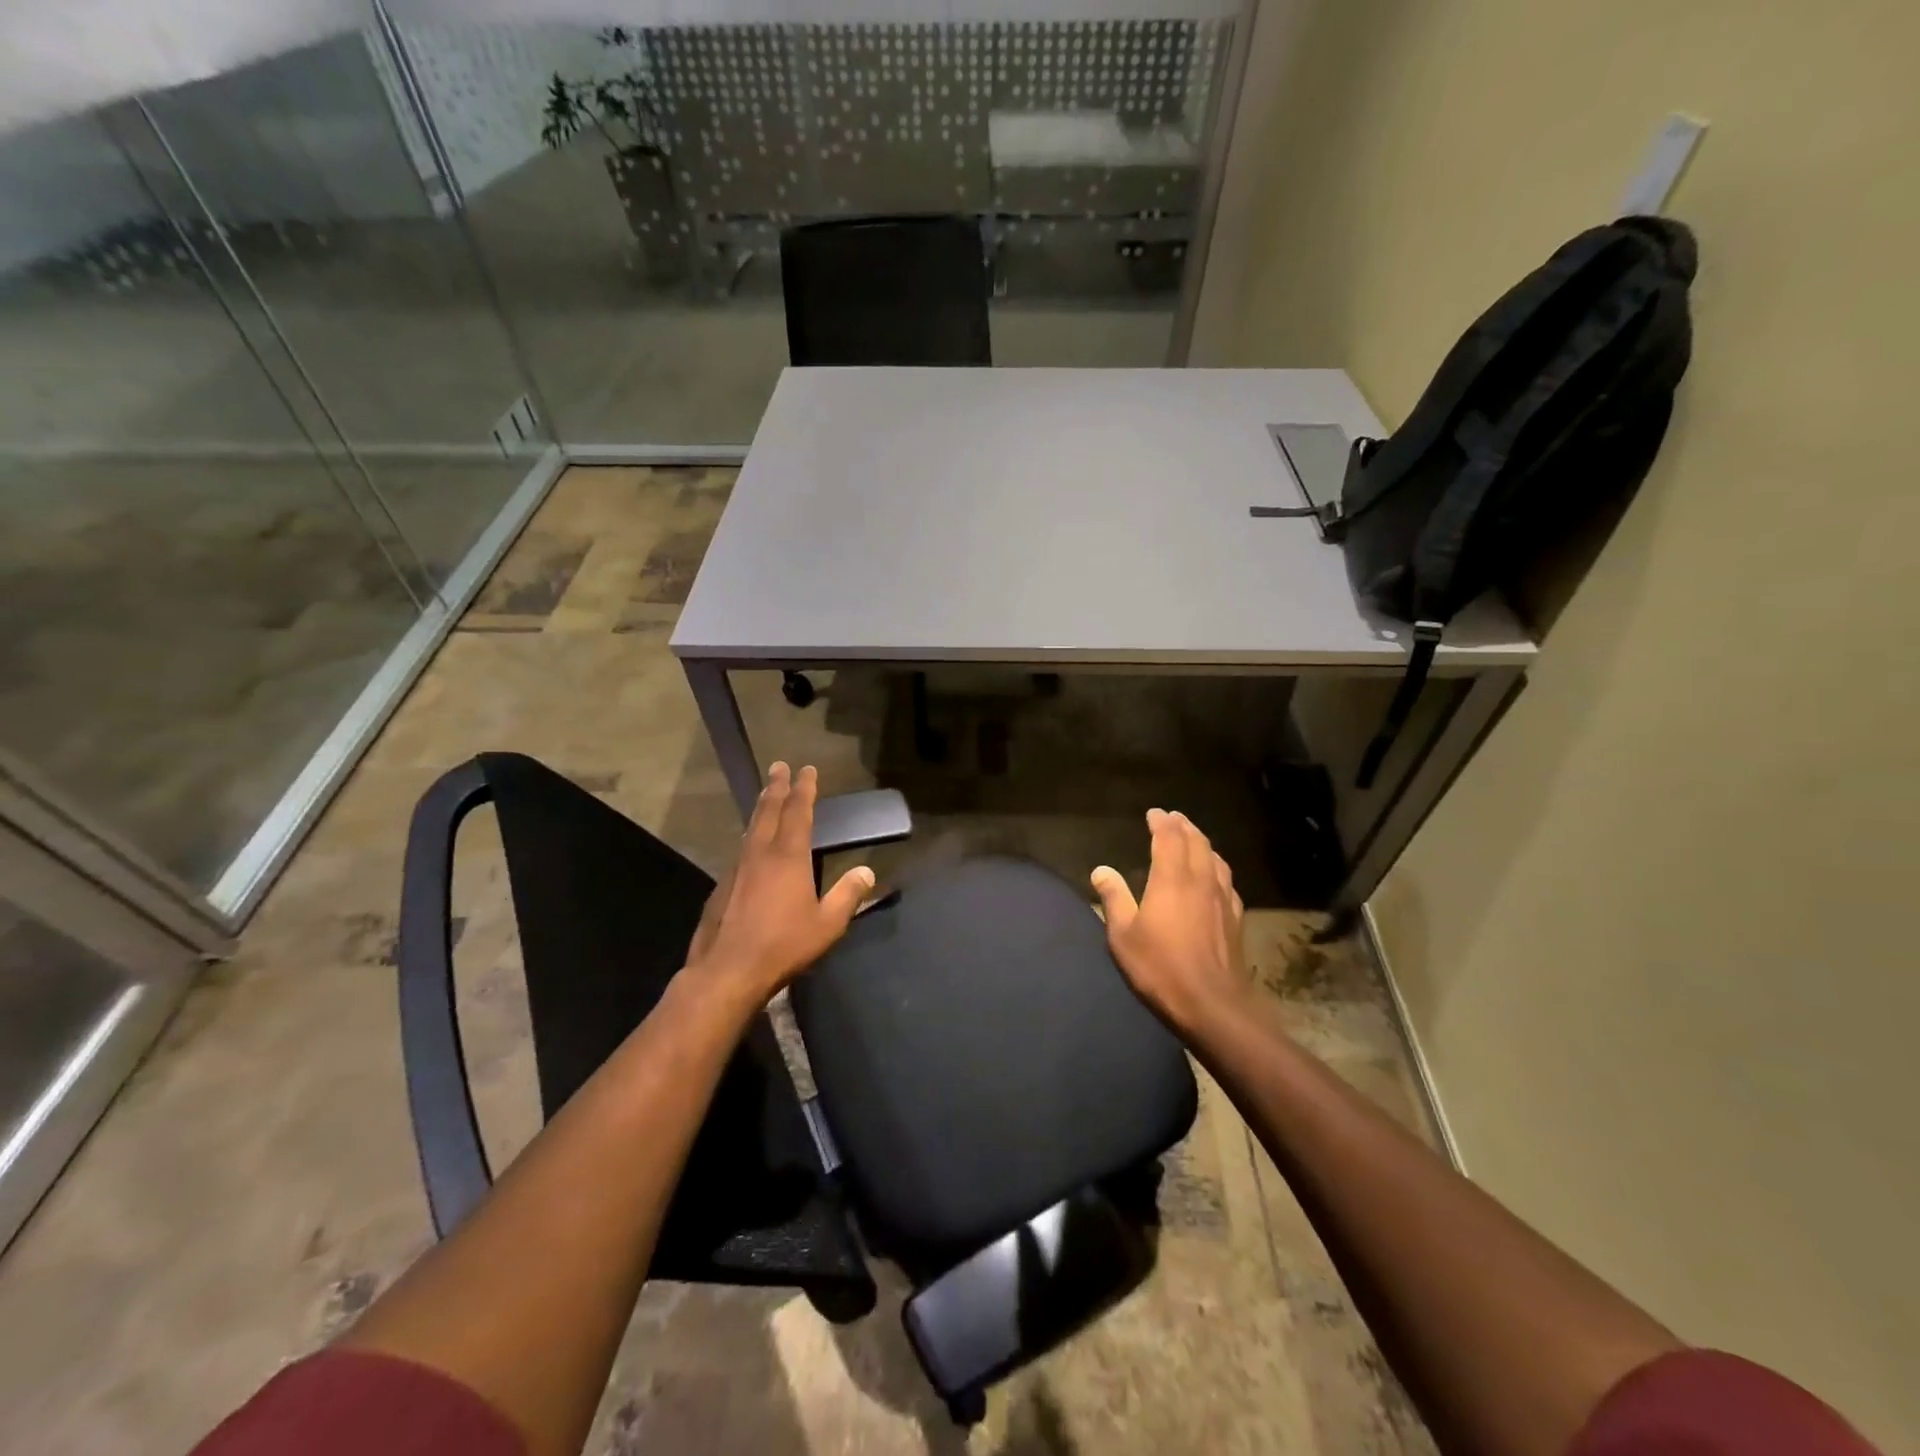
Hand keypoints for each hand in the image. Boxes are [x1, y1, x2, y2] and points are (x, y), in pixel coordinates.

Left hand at [685, 763, 874, 1005]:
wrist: (728, 970)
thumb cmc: (784, 945)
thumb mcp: (828, 924)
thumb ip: (848, 895)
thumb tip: (867, 871)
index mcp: (788, 856)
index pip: (798, 812)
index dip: (804, 789)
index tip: (807, 769)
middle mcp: (760, 854)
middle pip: (768, 811)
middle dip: (776, 787)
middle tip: (779, 766)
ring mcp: (737, 869)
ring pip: (751, 828)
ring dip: (761, 808)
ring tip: (765, 797)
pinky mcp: (722, 886)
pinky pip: (740, 851)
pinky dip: (749, 837)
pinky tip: (750, 846)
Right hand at [1091, 808, 1251, 1033]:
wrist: (1213, 1005)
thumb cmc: (1161, 968)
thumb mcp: (1123, 936)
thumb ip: (1113, 898)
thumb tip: (1101, 870)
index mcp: (1172, 879)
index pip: (1169, 838)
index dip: (1161, 822)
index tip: (1154, 813)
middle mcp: (1201, 881)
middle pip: (1197, 842)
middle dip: (1184, 826)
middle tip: (1173, 818)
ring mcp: (1223, 899)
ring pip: (1216, 859)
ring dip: (1203, 843)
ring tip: (1193, 838)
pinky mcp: (1236, 919)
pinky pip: (1227, 881)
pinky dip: (1217, 868)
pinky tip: (1215, 877)